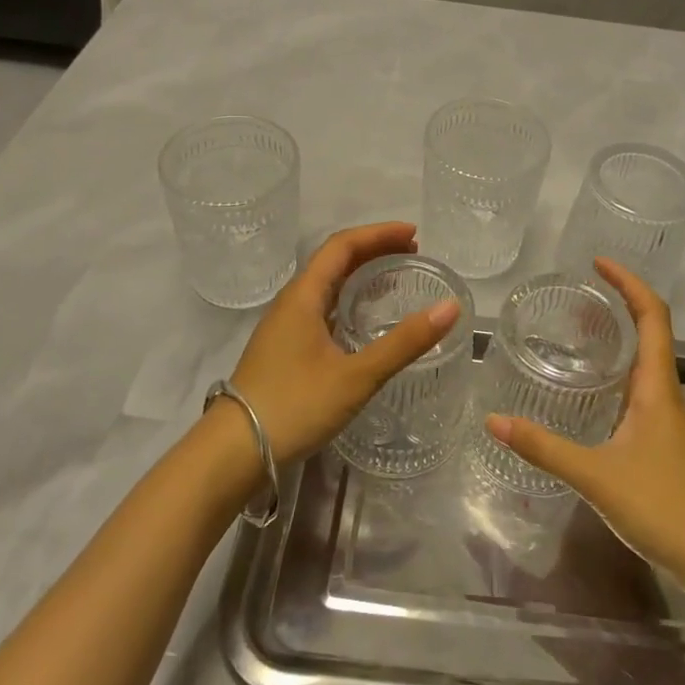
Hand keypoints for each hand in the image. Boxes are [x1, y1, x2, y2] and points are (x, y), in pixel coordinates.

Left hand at [225, 222, 459, 463]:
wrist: (234, 450)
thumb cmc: (295, 405)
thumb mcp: (356, 375)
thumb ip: (404, 343)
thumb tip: (449, 308)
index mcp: (303, 295)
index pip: (342, 245)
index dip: (378, 234)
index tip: (414, 235)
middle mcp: (291, 302)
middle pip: (334, 260)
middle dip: (373, 250)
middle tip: (412, 253)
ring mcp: (284, 325)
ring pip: (326, 284)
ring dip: (359, 273)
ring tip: (393, 278)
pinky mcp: (284, 347)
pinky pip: (321, 307)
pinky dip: (348, 299)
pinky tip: (363, 320)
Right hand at [485, 257, 684, 583]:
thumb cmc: (664, 508)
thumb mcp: (596, 475)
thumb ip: (544, 448)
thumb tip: (493, 421)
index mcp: (657, 388)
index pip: (652, 317)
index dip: (630, 283)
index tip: (599, 263)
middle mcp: (666, 396)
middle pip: (651, 333)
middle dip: (619, 306)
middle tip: (576, 298)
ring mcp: (668, 422)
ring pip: (645, 365)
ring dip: (619, 342)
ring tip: (578, 336)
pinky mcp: (665, 446)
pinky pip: (640, 394)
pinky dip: (617, 377)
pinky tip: (592, 397)